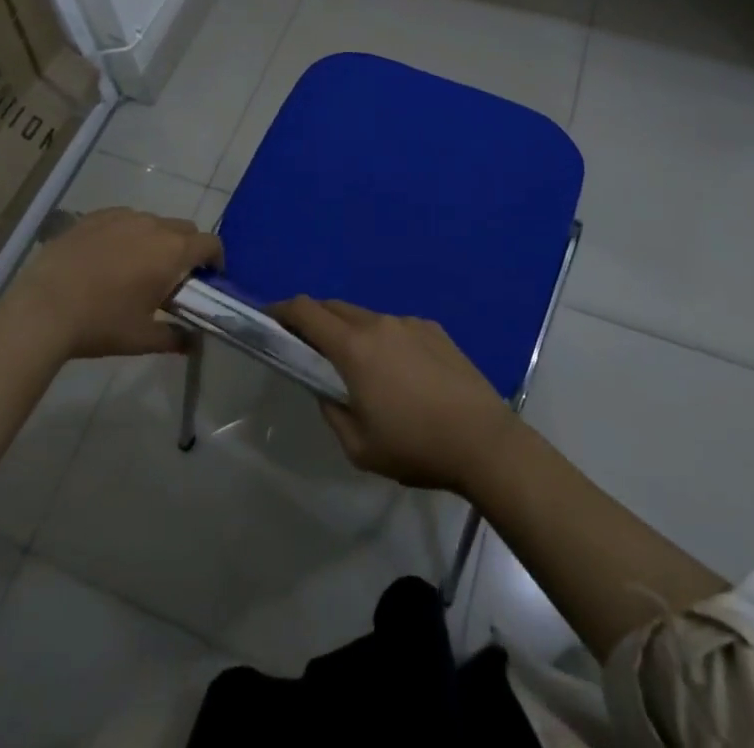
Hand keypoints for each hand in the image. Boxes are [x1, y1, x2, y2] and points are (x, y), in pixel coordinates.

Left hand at [7, 208, 220, 359]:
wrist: (42, 308)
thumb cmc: (101, 324)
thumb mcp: (142, 339)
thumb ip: (175, 338)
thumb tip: (194, 342)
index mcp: (172, 252)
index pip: (210, 243)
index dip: (215, 258)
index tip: (208, 277)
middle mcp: (152, 225)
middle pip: (184, 228)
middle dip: (187, 248)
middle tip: (172, 277)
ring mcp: (121, 216)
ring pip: (152, 222)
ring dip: (155, 240)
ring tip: (135, 267)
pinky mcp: (94, 216)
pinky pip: (122, 219)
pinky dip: (126, 233)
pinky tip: (107, 257)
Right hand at [274, 297, 520, 494]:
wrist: (483, 440)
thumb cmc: (415, 446)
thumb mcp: (358, 446)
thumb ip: (332, 411)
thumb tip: (327, 390)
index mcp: (354, 347)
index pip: (306, 311)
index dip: (283, 310)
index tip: (270, 319)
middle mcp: (379, 323)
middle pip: (335, 308)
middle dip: (315, 321)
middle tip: (310, 348)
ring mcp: (409, 322)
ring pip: (367, 317)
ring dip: (353, 333)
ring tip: (363, 370)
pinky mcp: (434, 329)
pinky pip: (397, 327)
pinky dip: (385, 341)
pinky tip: (403, 376)